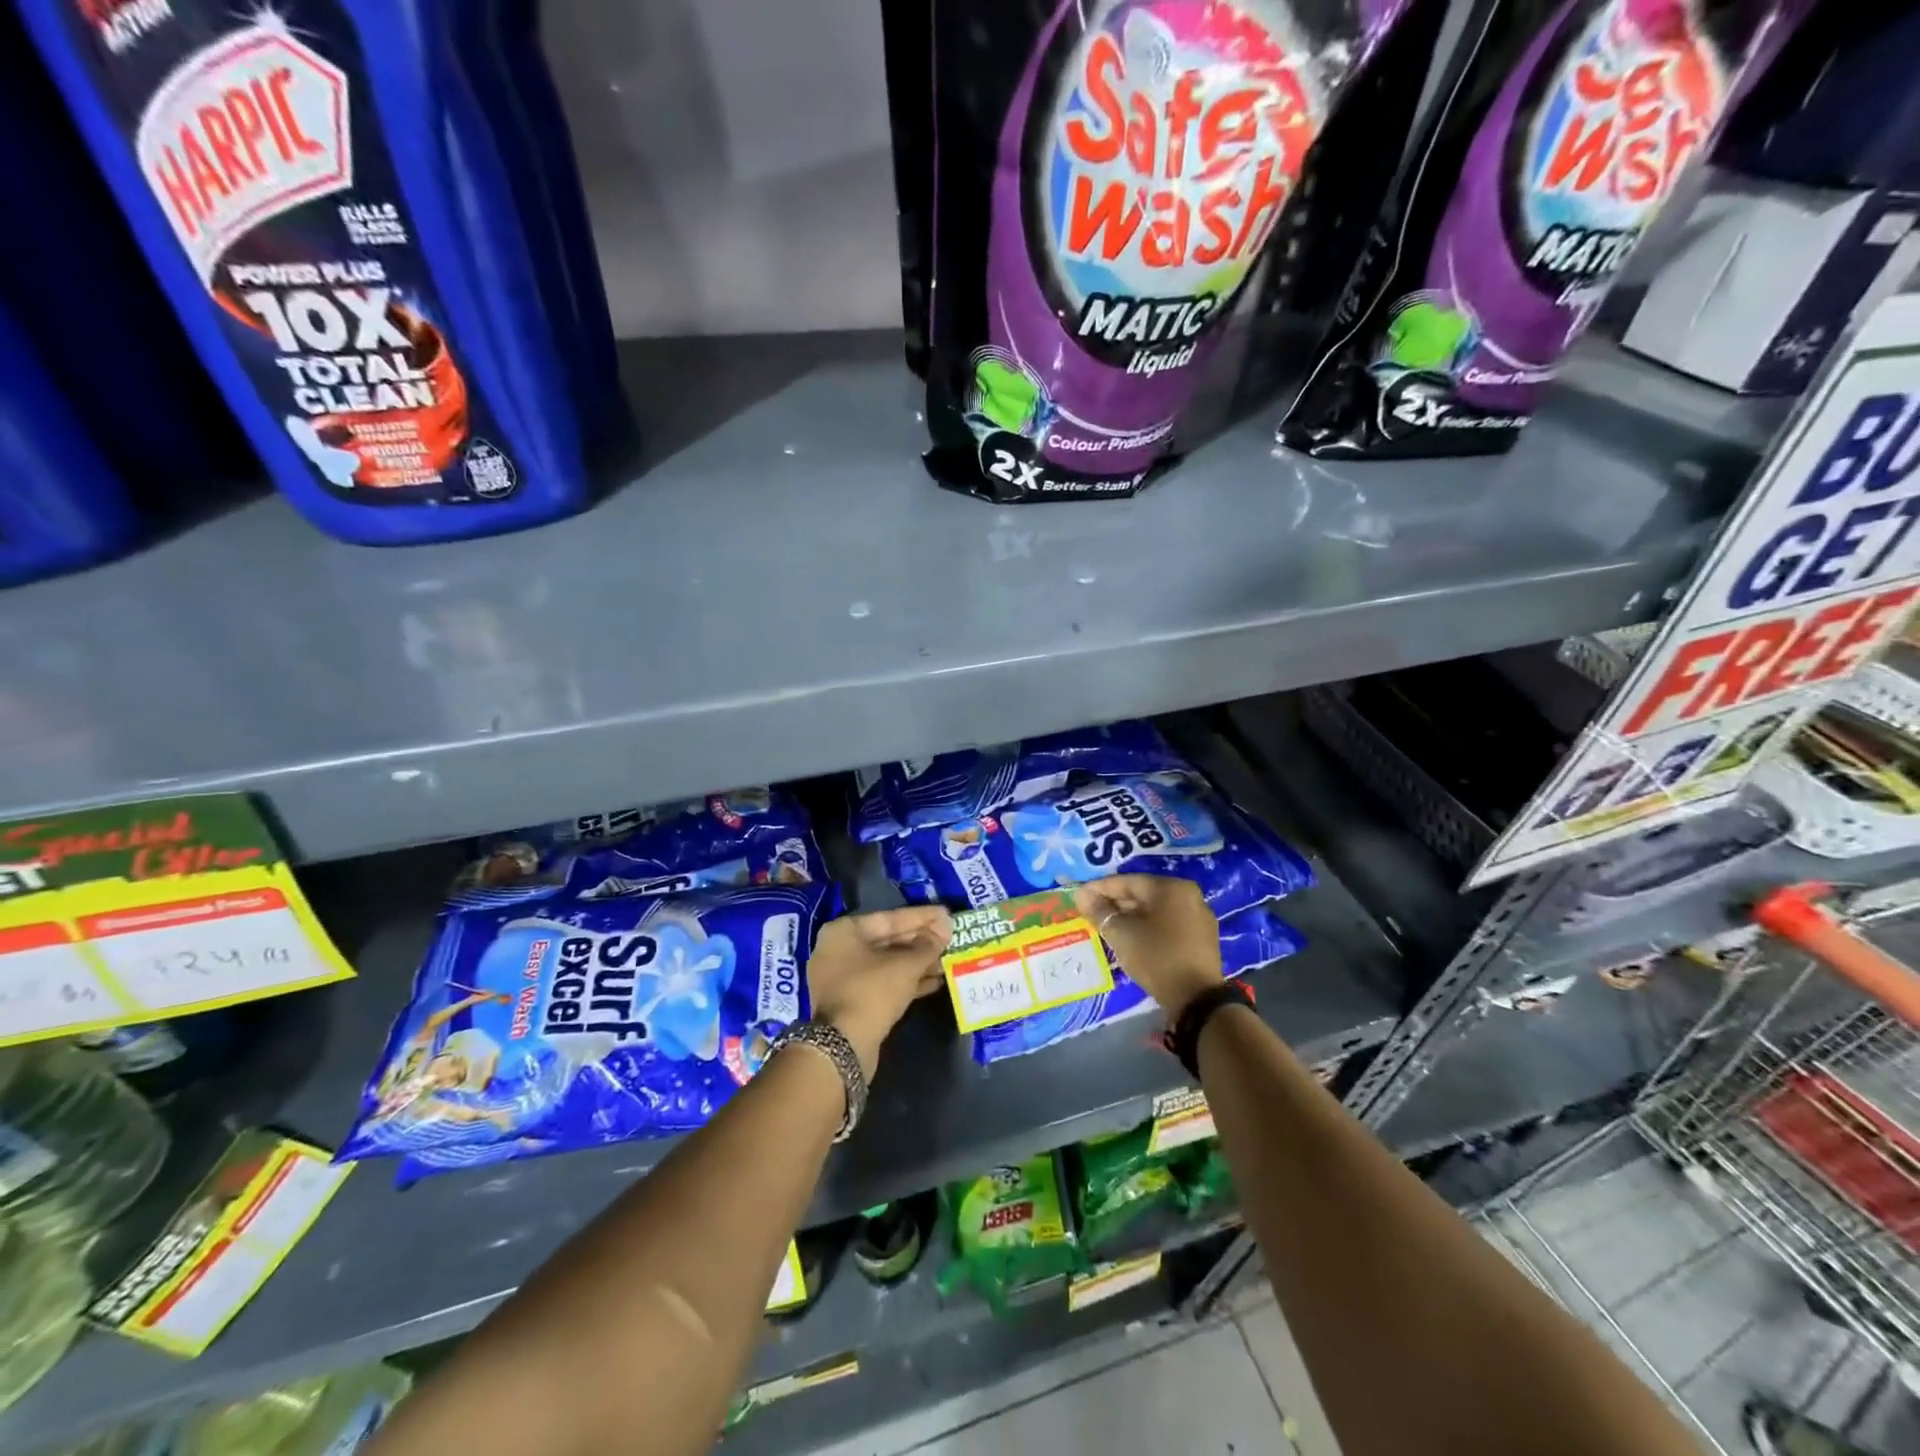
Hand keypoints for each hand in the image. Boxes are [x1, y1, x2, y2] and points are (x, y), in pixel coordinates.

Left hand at [807, 905, 952, 1077]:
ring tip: (948, 959)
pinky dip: (907, 981)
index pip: (890, 918)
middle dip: (921, 941)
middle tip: (950, 937)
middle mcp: (839, 950)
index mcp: (844, 931)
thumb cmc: (872, 991)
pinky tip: (935, 981)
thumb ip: (927, 945)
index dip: (922, 916)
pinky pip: (884, 983)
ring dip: (918, 963)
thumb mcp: (905, 965)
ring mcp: (844, 978)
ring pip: (888, 964)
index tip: (946, 914)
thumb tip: (944, 929)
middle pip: (888, 940)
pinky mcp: (853, 1002)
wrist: (843, 1046)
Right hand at [1074, 875, 1220, 1019]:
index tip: (1079, 896)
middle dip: (1115, 903)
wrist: (1197, 1000)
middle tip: (1090, 912)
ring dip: (1130, 916)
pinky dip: (1147, 927)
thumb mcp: (1121, 934)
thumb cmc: (1156, 958)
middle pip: (1143, 894)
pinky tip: (1130, 937)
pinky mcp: (1202, 938)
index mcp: (1171, 887)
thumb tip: (1081, 895)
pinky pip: (1168, 923)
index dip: (1099, 888)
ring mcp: (1198, 917)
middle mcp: (1188, 895)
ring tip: (1106, 925)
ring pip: (1155, 910)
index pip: (1127, 881)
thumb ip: (1100, 911)